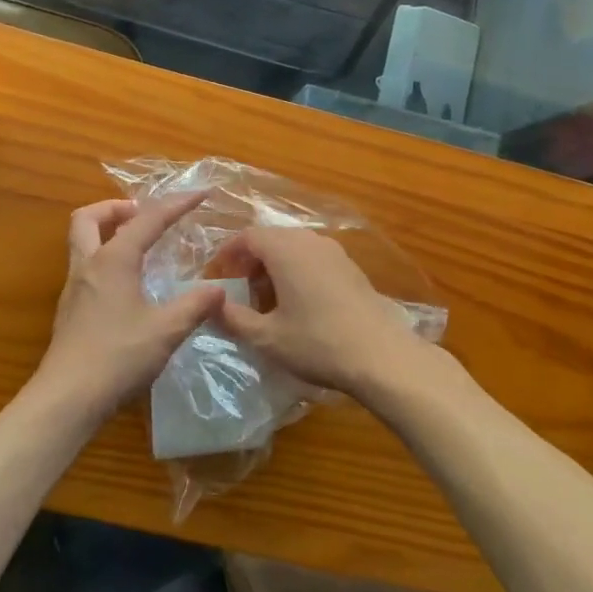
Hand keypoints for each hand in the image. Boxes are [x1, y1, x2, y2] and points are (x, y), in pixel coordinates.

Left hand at [32, 194, 225, 421]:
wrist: (66, 399)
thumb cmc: (117, 357)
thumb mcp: (166, 331)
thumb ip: (195, 306)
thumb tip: (218, 290)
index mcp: (113, 261)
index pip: (147, 220)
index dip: (176, 204)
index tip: (199, 193)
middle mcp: (88, 266)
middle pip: (89, 218)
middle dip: (115, 207)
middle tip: (142, 214)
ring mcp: (74, 288)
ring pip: (81, 242)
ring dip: (106, 232)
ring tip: (138, 245)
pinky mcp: (70, 311)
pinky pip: (85, 267)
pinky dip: (105, 260)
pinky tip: (127, 285)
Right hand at [213, 228, 436, 402]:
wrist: (381, 355)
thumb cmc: (317, 342)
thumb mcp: (267, 337)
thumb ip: (233, 318)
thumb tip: (211, 306)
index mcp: (285, 249)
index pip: (248, 236)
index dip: (229, 254)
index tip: (218, 276)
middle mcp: (309, 241)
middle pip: (271, 238)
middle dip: (251, 261)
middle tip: (241, 291)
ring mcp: (334, 252)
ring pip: (294, 247)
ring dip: (275, 266)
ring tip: (268, 300)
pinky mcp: (351, 267)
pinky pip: (314, 258)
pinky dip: (297, 271)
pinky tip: (299, 304)